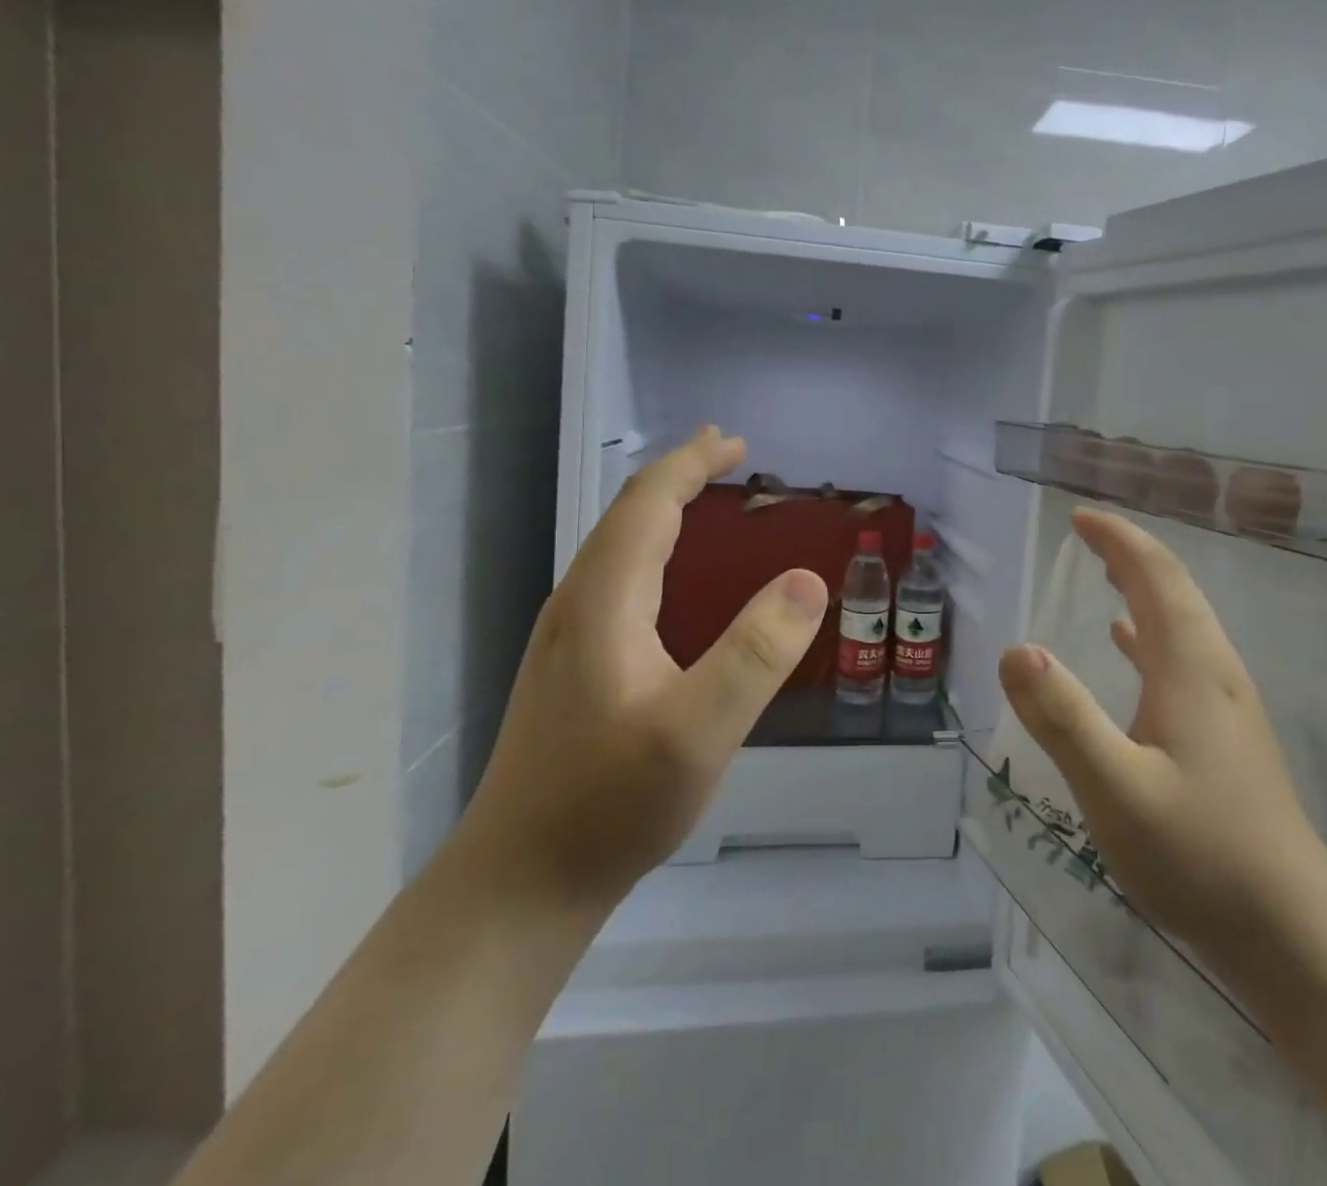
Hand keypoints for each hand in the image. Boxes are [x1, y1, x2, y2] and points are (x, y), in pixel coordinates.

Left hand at [457, 427, 827, 909]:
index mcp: (604, 602)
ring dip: (662, 510)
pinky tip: (671, 580)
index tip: (735, 442)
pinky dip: (653, 550)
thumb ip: (756, 653)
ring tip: (704, 500)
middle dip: (678, 477)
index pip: (646, 505)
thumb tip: (807, 580)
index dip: (690, 465)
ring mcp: (567, 639)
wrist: (519, 883)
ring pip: (615, 547)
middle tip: (729, 457)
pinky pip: (616, 580)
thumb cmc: (609, 804)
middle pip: (626, 516)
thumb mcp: (698, 731)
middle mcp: (577, 606)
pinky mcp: (571, 669)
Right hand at [997, 509, 1326, 948]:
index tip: (1080, 517)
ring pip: (1181, 622)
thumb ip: (1063, 718)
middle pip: (1174, 590)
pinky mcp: (1224, 734)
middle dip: (1130, 553)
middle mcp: (1213, 671)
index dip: (1119, 539)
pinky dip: (1150, 633)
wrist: (1292, 931)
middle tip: (1087, 533)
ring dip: (1142, 587)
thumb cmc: (1200, 855)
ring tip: (1104, 572)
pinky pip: (1182, 657)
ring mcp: (1225, 704)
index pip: (1156, 576)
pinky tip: (1128, 644)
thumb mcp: (1116, 789)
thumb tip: (1016, 649)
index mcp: (1191, 667)